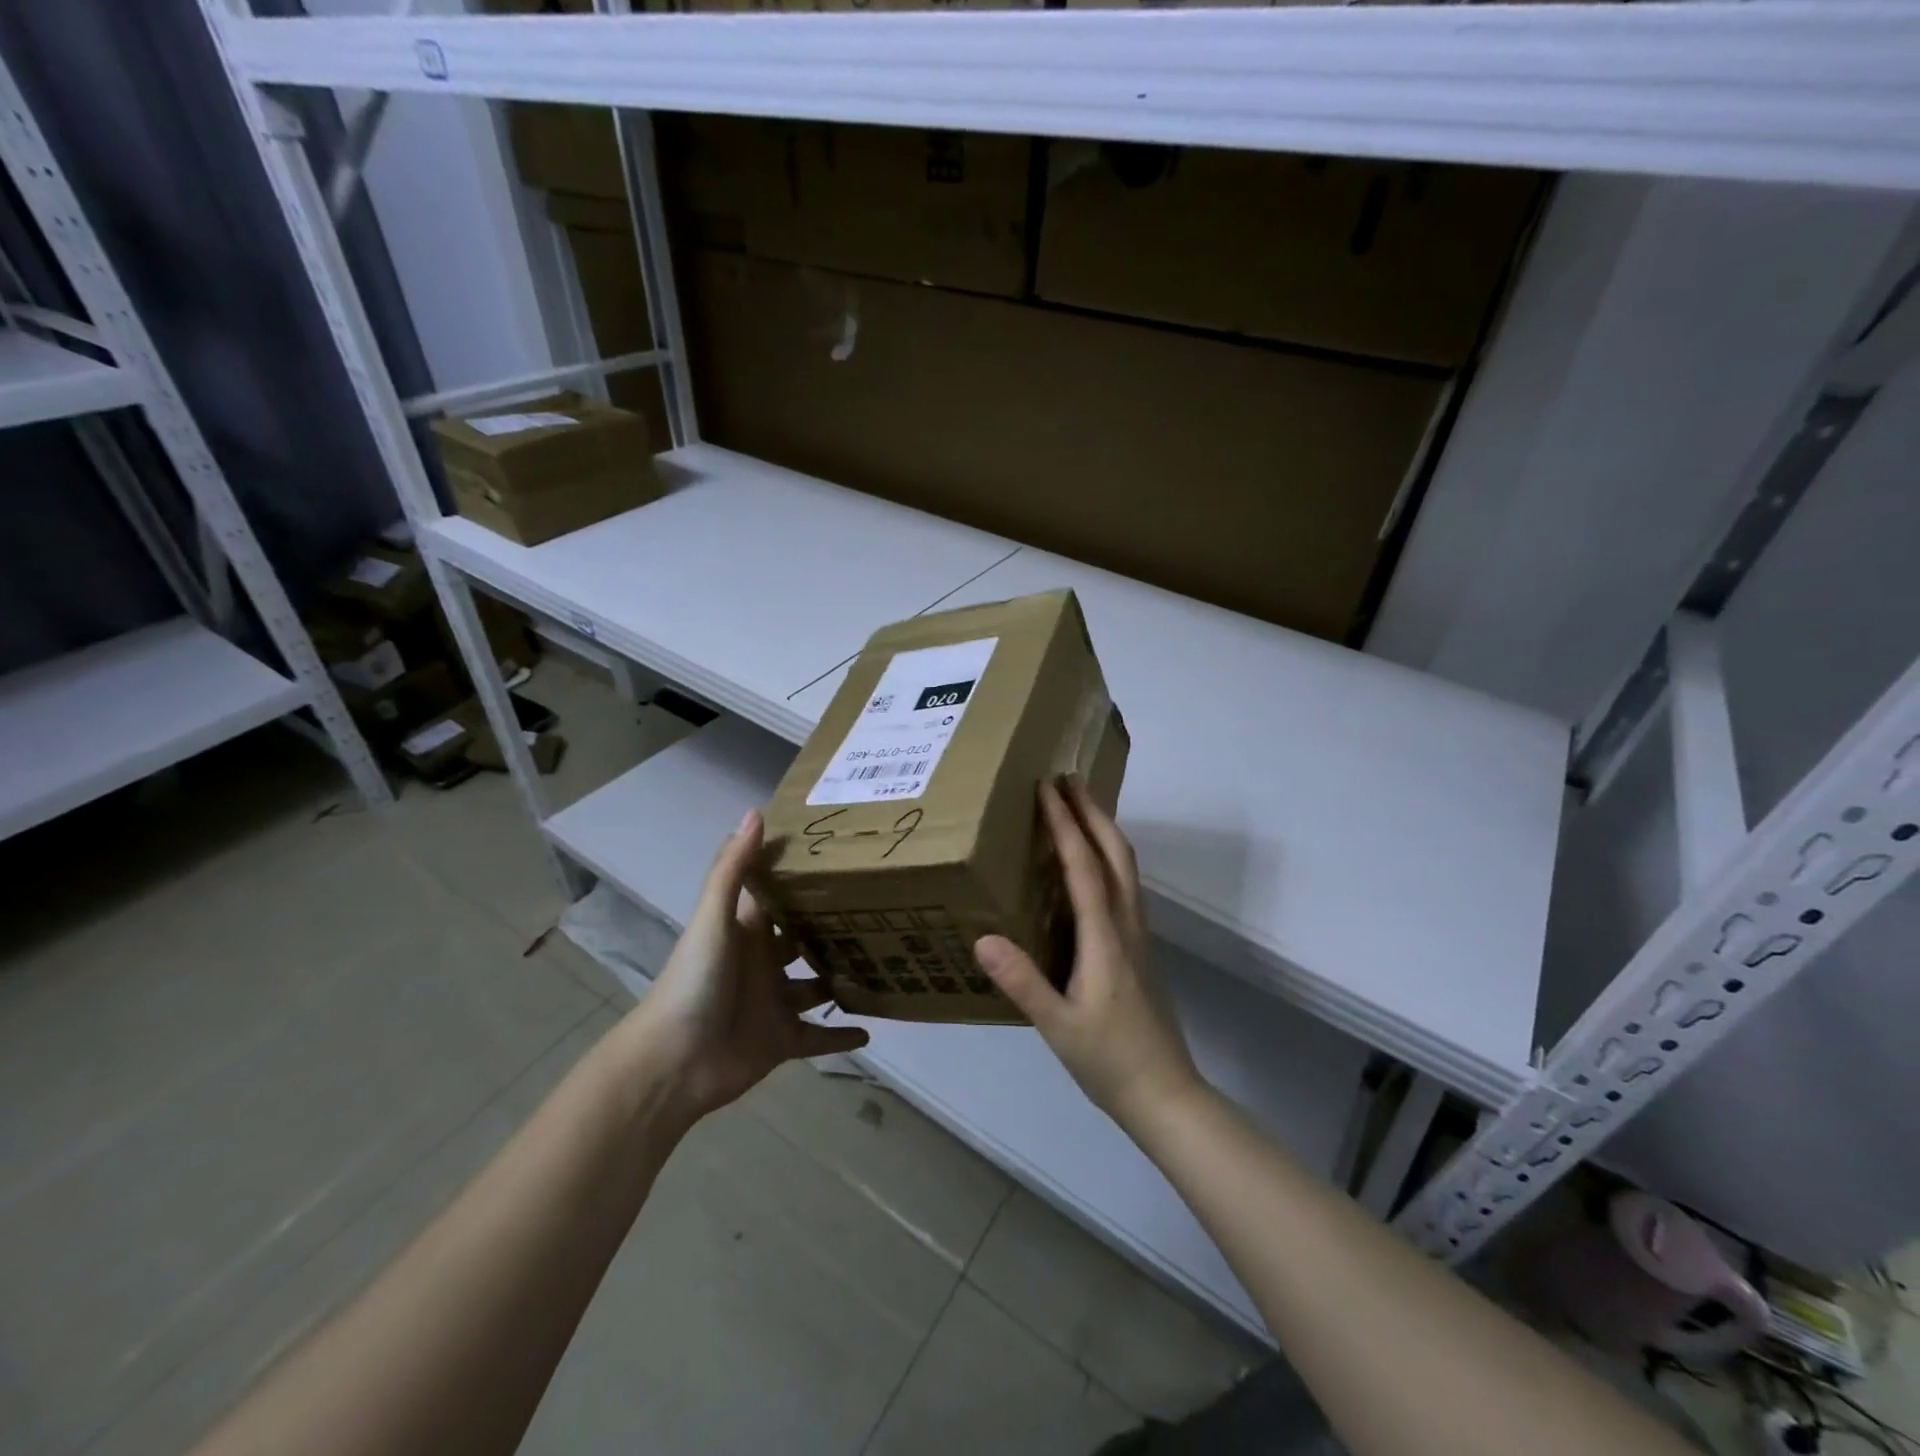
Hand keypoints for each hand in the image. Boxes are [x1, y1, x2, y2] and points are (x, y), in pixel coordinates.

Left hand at [628, 810, 867, 1120]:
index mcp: (746, 931)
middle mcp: (762, 963)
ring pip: (815, 987)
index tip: (842, 858)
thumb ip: (733, 869)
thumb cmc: (695, 981)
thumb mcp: (713, 919)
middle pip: (802, 940)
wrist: (674, 1061)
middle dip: (830, 928)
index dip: (803, 879)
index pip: (778, 897)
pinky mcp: (782, 1041)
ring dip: (840, 978)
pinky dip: (841, 1035)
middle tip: (878, 910)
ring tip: (883, 962)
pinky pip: (818, 1037)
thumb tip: (756, 811)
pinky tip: (871, 1028)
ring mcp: (774, 1003)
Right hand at [974, 780, 1201, 1130]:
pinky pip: (1125, 885)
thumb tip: (983, 937)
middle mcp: (1126, 925)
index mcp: (1105, 937)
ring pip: (1126, 867)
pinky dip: (1109, 857)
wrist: (1166, 1094)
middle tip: (1068, 780)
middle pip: (1116, 853)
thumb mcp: (1057, 1026)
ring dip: (1105, 829)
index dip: (1065, 825)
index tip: (1047, 788)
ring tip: (1080, 807)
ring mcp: (1138, 935)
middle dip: (1093, 811)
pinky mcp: (1139, 948)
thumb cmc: (1109, 1060)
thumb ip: (1023, 982)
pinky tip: (1093, 865)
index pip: (1084, 866)